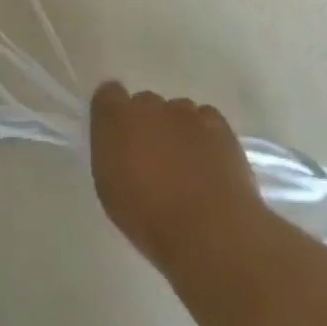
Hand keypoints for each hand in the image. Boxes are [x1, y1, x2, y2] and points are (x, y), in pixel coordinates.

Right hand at [89, 83, 266, 273]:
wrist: (206, 231)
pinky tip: (208, 163)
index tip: (118, 136)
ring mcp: (186, 113)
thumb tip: (121, 145)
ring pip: (177, 112)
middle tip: (153, 159)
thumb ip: (112, 154)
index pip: (108, 95)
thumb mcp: (110, 189)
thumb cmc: (147, 218)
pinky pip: (206, 120)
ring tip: (186, 166)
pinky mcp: (218, 125)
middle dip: (147, 124)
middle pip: (145, 104)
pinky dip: (205, 136)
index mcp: (116, 119)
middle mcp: (149, 106)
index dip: (113, 113)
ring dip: (176, 131)